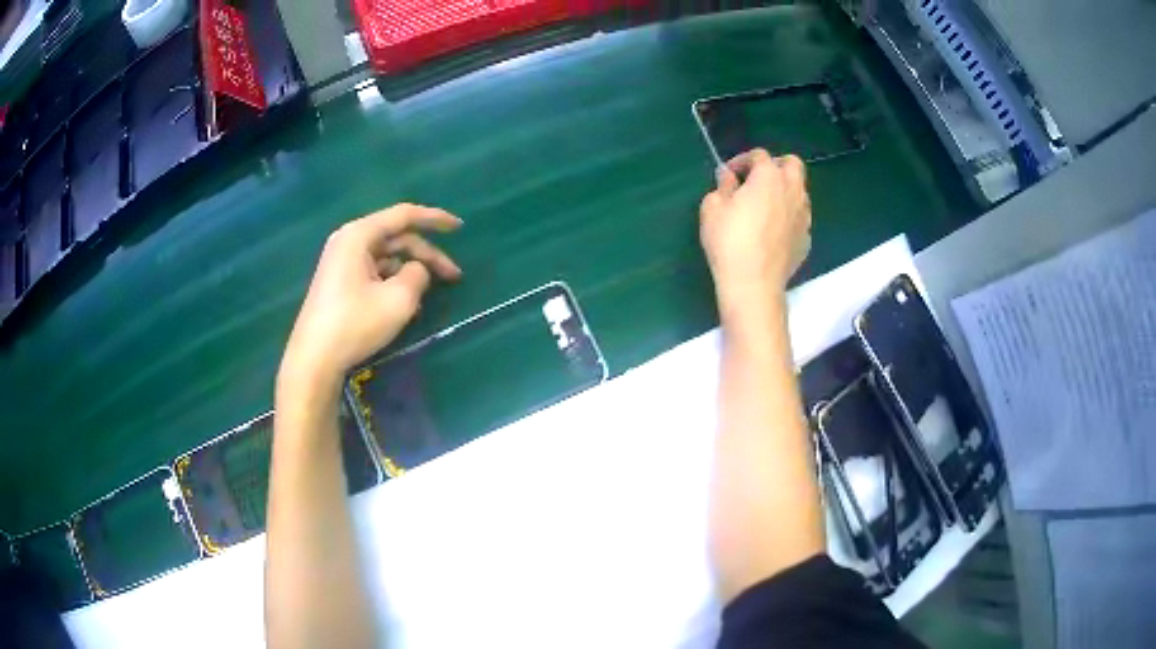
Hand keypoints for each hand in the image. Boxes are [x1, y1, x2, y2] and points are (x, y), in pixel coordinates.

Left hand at [280, 204, 462, 387]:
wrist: (314, 359)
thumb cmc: (355, 323)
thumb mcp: (398, 299)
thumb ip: (419, 274)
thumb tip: (418, 270)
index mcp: (359, 235)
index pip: (404, 215)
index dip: (434, 219)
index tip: (459, 227)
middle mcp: (348, 241)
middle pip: (397, 238)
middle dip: (427, 255)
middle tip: (454, 277)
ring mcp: (342, 262)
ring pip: (387, 257)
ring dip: (412, 271)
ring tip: (430, 297)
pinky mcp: (340, 282)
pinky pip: (375, 272)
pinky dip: (395, 282)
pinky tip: (408, 304)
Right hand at [699, 149, 811, 311]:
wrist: (754, 283)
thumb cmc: (729, 241)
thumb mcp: (712, 208)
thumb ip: (722, 186)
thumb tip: (729, 178)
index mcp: (769, 176)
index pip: (759, 155)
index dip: (742, 161)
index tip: (728, 175)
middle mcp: (792, 190)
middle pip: (792, 164)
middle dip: (776, 165)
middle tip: (757, 179)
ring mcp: (804, 215)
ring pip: (800, 191)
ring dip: (785, 190)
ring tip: (766, 205)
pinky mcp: (806, 238)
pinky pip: (799, 217)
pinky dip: (788, 215)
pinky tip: (773, 230)